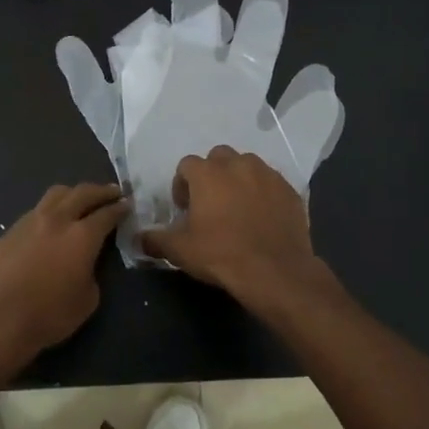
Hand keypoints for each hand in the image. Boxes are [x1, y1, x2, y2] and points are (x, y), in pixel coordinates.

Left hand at [0, 183, 128, 357]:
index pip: (107, 214)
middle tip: (113, 191)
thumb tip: (84, 265)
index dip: (120, 208)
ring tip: (80, 199)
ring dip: (74, 193)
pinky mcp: (10, 230)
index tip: (127, 204)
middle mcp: (58, 219)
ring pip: (56, 194)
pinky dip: (51, 209)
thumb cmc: (48, 314)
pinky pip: (37, 210)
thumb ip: (91, 274)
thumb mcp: (87, 300)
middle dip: (101, 191)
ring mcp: (30, 221)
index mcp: (82, 236)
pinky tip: (51, 221)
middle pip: (82, 193)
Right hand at [139, 146, 321, 298]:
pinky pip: (271, 183)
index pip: (187, 165)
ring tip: (238, 208)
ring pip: (247, 166)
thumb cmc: (221, 255)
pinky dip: (263, 193)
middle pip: (218, 157)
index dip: (182, 185)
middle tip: (210, 203)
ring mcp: (267, 175)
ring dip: (239, 179)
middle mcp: (238, 164)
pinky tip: (262, 217)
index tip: (185, 208)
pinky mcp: (289, 189)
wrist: (275, 271)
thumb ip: (155, 240)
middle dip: (212, 175)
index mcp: (207, 173)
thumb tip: (139, 238)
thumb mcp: (180, 251)